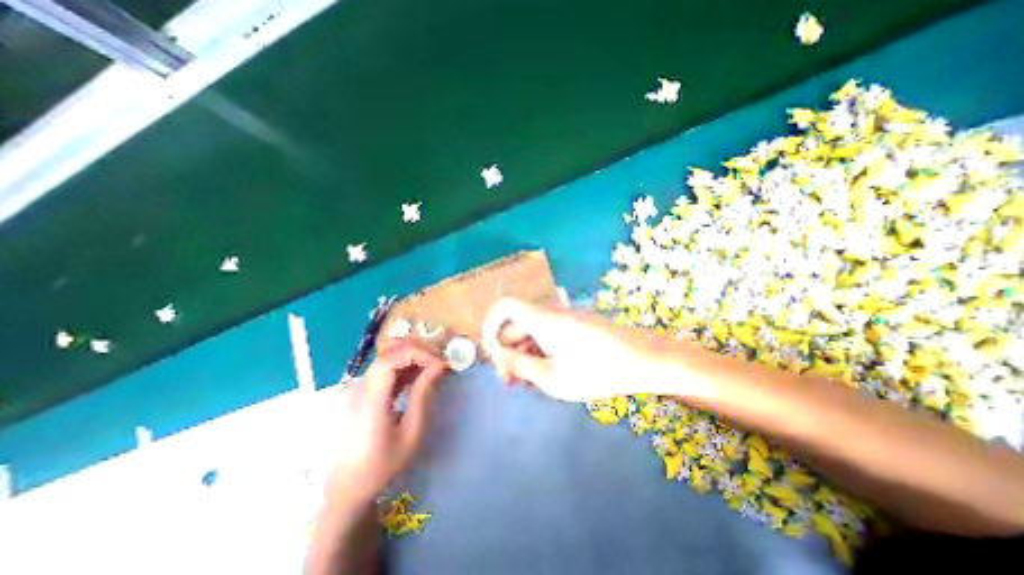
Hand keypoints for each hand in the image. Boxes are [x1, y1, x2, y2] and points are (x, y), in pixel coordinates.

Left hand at [324, 340, 443, 505]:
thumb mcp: (410, 432)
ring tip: (431, 369)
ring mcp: (356, 388)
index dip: (417, 353)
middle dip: (417, 351)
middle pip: (388, 352)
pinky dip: (403, 367)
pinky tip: (416, 377)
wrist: (346, 489)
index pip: (391, 358)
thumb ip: (422, 394)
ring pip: (386, 357)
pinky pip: (383, 369)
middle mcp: (358, 388)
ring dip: (411, 357)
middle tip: (438, 362)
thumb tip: (438, 366)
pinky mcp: (359, 392)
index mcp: (369, 400)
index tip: (438, 364)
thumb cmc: (381, 465)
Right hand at [482, 300, 686, 402]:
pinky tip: (550, 373)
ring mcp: (565, 319)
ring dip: (526, 355)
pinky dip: (542, 351)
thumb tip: (500, 359)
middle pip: (517, 325)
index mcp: (542, 320)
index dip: (491, 325)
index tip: (492, 353)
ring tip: (532, 382)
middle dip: (509, 352)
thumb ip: (521, 367)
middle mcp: (551, 313)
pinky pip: (549, 334)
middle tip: (512, 382)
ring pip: (533, 332)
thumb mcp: (553, 378)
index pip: (505, 307)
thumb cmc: (598, 371)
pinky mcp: (577, 326)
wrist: (645, 360)